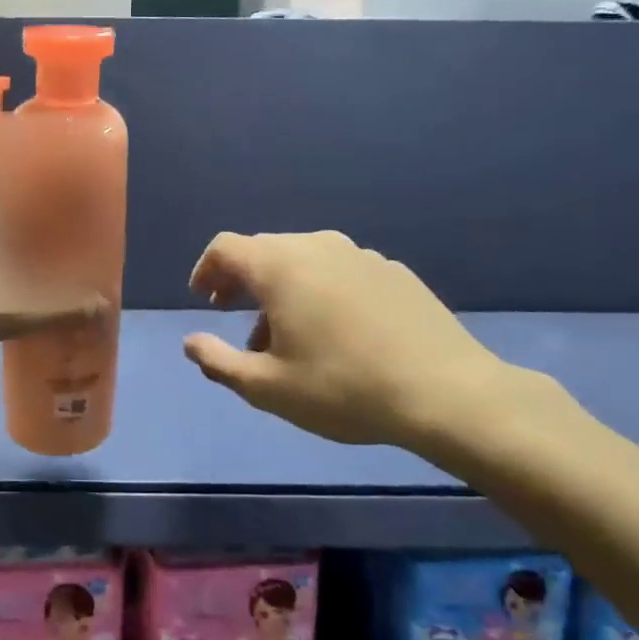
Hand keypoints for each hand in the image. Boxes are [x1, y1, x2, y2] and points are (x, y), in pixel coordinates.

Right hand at [181, 231, 515, 449]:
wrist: (447, 393)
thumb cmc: (344, 388)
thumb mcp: (268, 388)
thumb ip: (219, 362)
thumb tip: (191, 342)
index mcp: (280, 266)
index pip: (225, 247)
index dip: (206, 270)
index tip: (204, 299)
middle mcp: (317, 246)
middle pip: (264, 250)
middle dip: (242, 281)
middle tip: (238, 318)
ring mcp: (360, 255)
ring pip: (304, 260)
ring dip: (283, 288)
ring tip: (288, 335)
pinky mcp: (393, 271)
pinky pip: (340, 270)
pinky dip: (321, 290)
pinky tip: (337, 332)